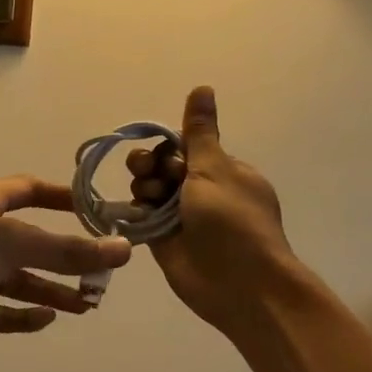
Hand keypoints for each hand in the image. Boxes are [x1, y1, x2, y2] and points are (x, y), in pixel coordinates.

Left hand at [0, 176, 132, 346]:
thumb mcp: (10, 242)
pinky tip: (48, 319)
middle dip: (67, 257)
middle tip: (103, 275)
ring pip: (19, 280)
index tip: (98, 212)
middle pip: (32, 242)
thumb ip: (67, 249)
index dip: (63, 198)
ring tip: (88, 303)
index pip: (30, 190)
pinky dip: (22, 316)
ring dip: (52, 289)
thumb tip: (124, 250)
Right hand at [127, 87, 305, 334]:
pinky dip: (136, 212)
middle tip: (150, 175)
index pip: (185, 147)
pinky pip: (143, 218)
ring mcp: (182, 218)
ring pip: (150, 191)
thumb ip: (199, 132)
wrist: (238, 284)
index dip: (168, 148)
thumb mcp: (215, 170)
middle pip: (163, 167)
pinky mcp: (164, 241)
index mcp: (223, 171)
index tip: (167, 158)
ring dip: (144, 188)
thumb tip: (202, 87)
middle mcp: (202, 192)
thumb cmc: (232, 222)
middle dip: (151, 166)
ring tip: (148, 199)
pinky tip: (133, 212)